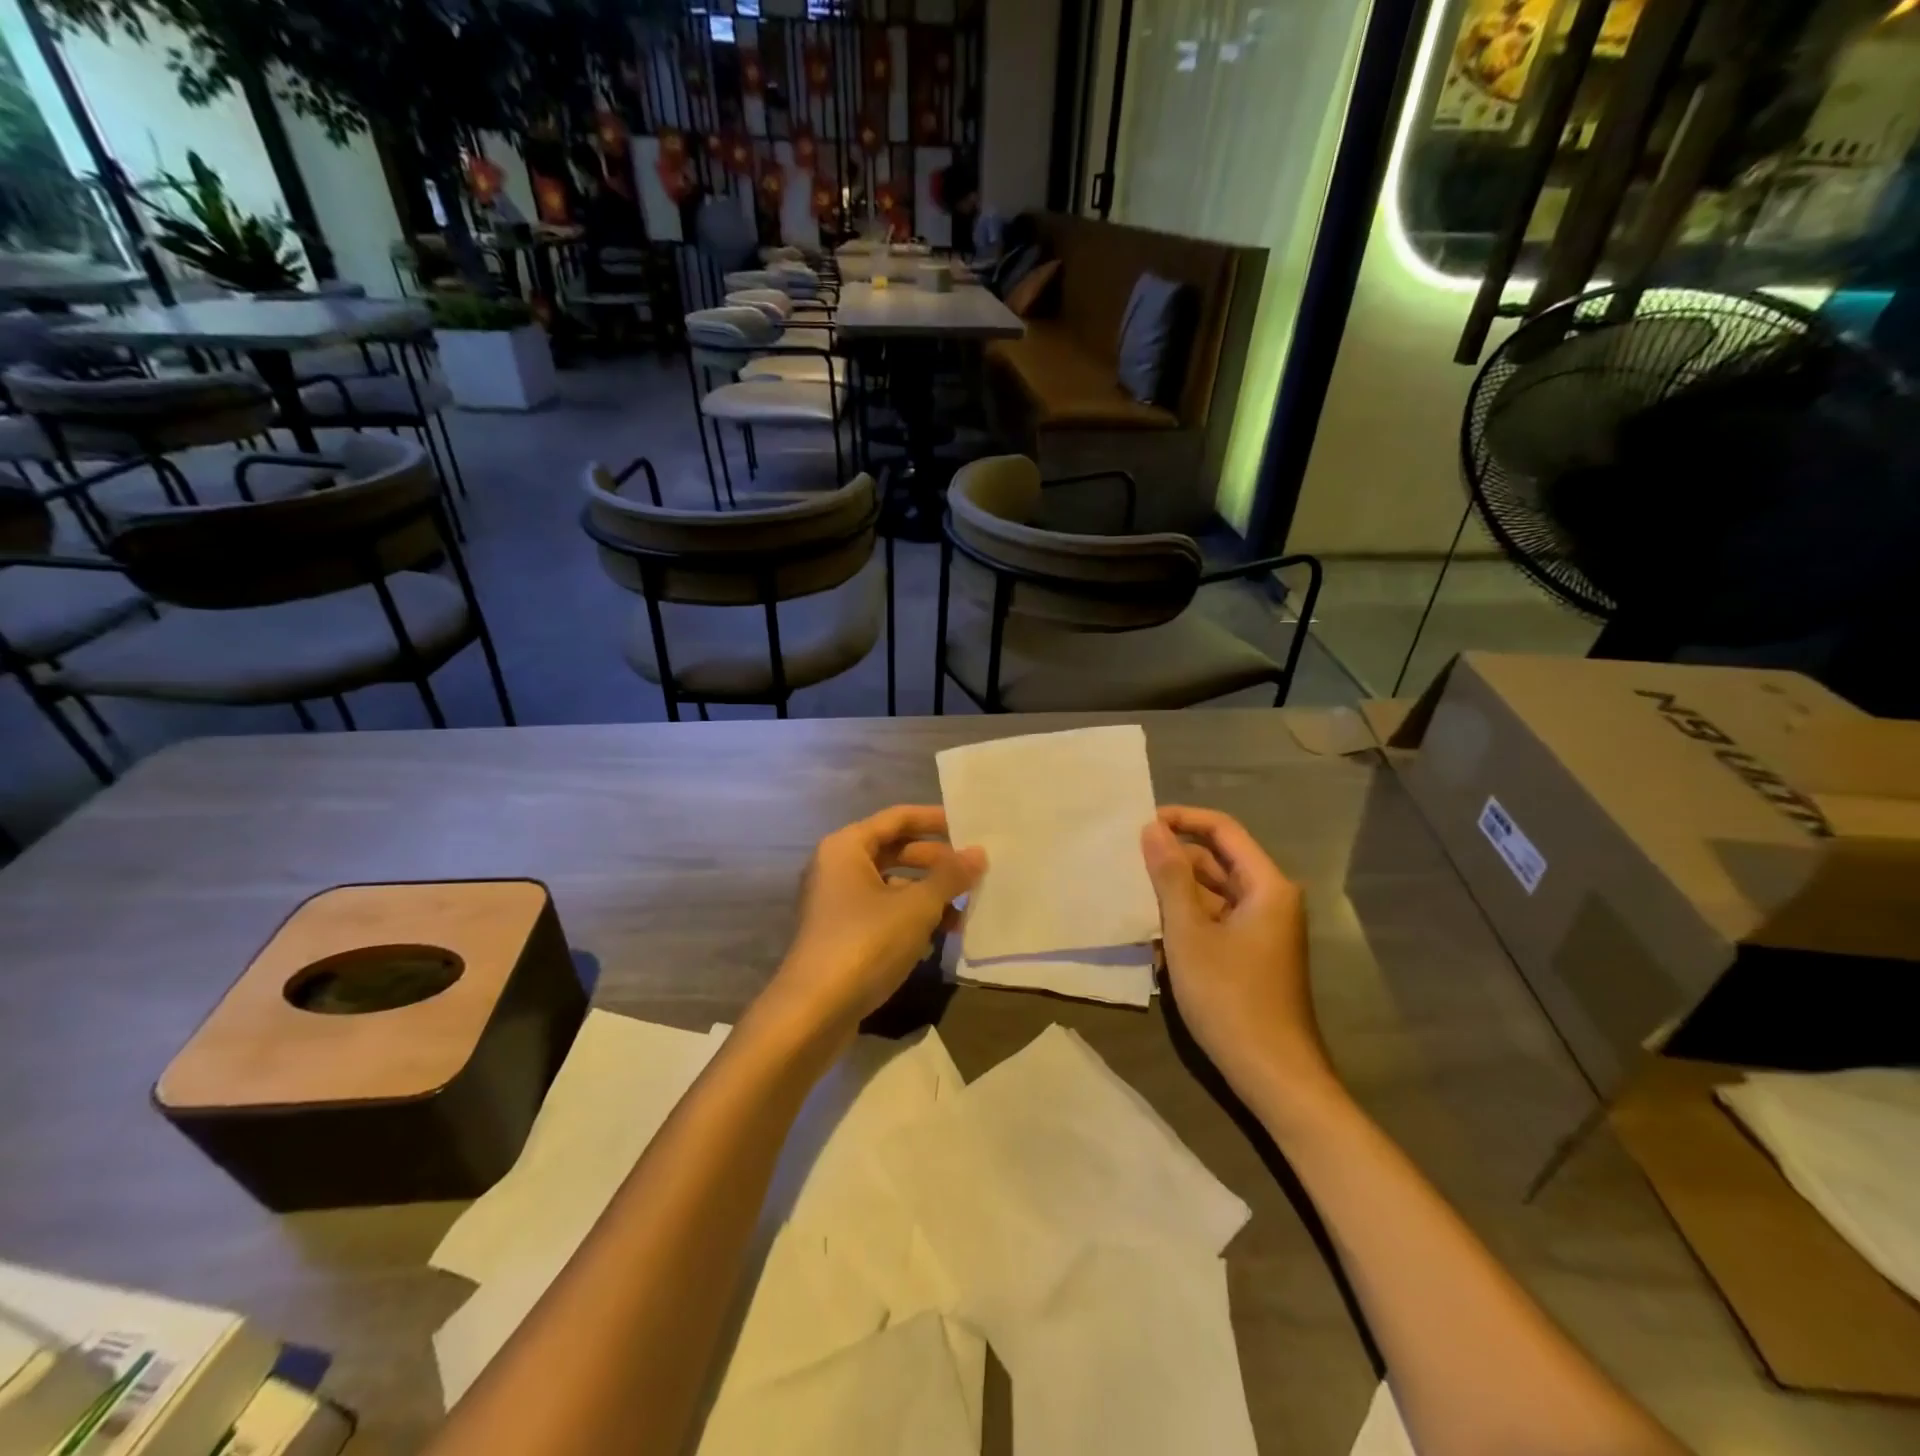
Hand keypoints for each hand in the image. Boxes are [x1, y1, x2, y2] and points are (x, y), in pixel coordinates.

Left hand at [767, 806, 984, 1041]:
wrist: (814, 1011)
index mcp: (846, 847)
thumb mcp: (917, 907)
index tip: (970, 827)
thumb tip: (978, 853)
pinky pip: (883, 912)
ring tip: (965, 910)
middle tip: (974, 873)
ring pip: (891, 885)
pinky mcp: (841, 934)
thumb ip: (949, 876)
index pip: (898, 818)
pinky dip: (911, 917)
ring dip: (928, 894)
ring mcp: (836, 902)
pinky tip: (940, 935)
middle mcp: (837, 867)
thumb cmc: (866, 942)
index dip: (935, 820)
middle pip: (895, 851)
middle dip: (936, 862)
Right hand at [1142, 806, 1337, 1119]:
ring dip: (1175, 893)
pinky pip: (1215, 920)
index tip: (1141, 824)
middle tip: (1128, 864)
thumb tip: (1152, 827)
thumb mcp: (1189, 932)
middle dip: (1174, 860)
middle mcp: (1269, 899)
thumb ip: (1169, 876)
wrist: (1273, 1075)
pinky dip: (1187, 921)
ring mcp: (1262, 929)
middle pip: (1217, 861)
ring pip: (1213, 893)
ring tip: (1133, 898)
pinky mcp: (1251, 954)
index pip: (1223, 830)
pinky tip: (1154, 937)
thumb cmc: (1230, 997)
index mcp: (1266, 885)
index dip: (1182, 820)